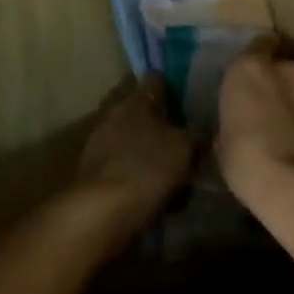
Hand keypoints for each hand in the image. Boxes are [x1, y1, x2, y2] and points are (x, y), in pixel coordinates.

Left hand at [72, 75, 192, 229]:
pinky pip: (126, 166)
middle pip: (142, 110)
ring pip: (134, 140)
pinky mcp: (96, 172)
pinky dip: (140, 173)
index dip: (173, 84)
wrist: (100, 212)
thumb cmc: (146, 169)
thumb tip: (198, 132)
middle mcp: (114, 115)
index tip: (189, 93)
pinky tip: (158, 191)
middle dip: (161, 120)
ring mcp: (100, 144)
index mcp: (135, 100)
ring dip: (150, 150)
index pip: (155, 80)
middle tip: (186, 135)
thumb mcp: (184, 149)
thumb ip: (194, 136)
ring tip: (176, 168)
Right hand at [217, 37, 293, 217]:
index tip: (256, 78)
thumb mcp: (224, 145)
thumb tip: (241, 126)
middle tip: (276, 111)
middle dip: (280, 84)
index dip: (258, 58)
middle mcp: (286, 68)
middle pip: (284, 67)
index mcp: (248, 71)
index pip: (257, 45)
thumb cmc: (250, 167)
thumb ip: (234, 123)